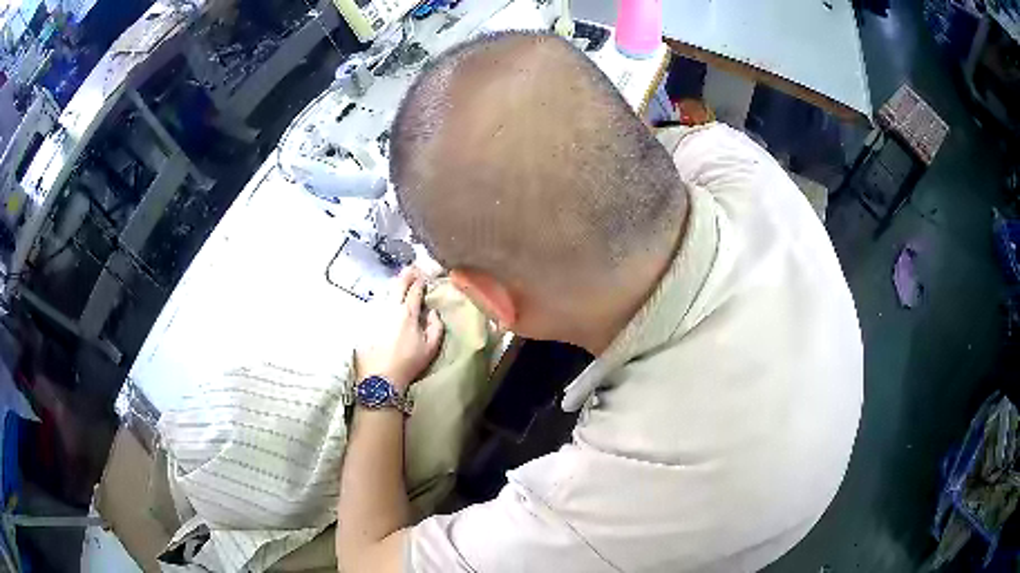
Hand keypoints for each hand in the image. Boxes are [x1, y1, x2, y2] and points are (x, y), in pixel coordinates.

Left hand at [355, 268, 443, 391]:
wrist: (381, 377)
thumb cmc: (408, 363)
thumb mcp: (431, 348)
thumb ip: (436, 326)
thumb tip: (433, 312)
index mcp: (408, 313)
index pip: (415, 289)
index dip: (421, 280)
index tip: (425, 276)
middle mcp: (390, 308)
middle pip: (398, 283)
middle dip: (407, 273)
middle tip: (413, 268)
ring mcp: (376, 313)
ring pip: (385, 290)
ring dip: (394, 283)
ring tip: (400, 281)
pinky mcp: (366, 321)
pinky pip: (376, 302)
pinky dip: (383, 296)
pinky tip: (386, 298)